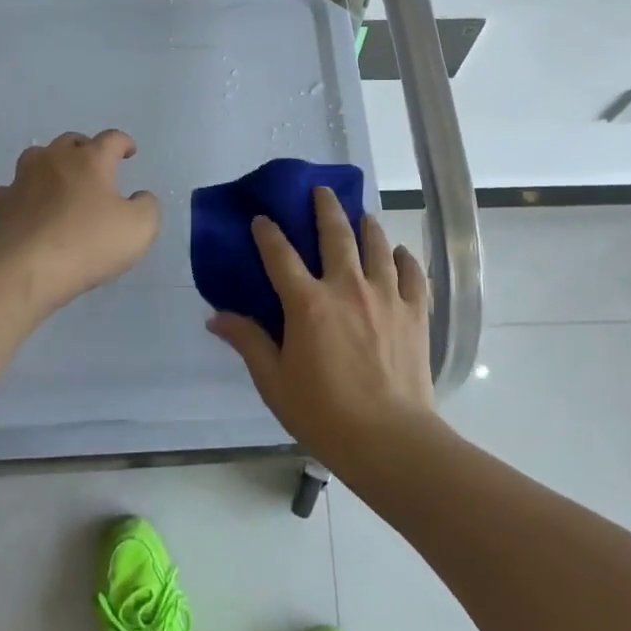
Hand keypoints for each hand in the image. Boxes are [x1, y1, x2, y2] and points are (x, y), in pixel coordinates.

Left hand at [0, 130, 161, 311]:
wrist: (28, 270)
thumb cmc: (89, 243)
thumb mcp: (140, 228)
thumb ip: (147, 206)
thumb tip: (138, 197)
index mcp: (90, 159)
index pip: (111, 139)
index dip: (123, 143)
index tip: (129, 151)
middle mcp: (54, 160)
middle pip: (71, 141)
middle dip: (85, 149)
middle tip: (95, 167)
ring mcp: (23, 179)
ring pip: (37, 158)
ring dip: (51, 164)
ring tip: (60, 181)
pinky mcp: (1, 205)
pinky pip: (12, 190)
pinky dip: (23, 194)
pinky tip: (28, 208)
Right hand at [208, 187, 439, 468]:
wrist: (390, 440)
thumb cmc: (324, 413)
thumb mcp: (274, 381)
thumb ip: (248, 342)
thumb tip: (215, 318)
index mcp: (308, 303)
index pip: (280, 254)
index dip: (268, 232)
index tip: (261, 218)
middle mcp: (347, 287)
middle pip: (336, 233)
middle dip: (325, 207)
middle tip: (321, 190)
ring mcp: (386, 296)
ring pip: (377, 245)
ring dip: (367, 225)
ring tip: (362, 216)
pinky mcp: (415, 311)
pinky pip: (412, 273)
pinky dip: (405, 259)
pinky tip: (400, 255)